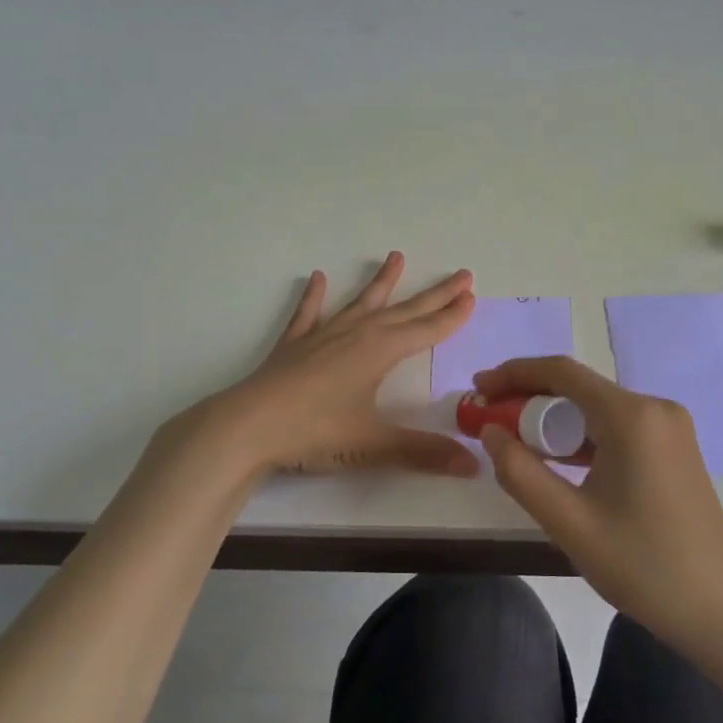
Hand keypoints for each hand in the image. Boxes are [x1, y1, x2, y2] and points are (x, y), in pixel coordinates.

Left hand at [189, 252, 480, 481]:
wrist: (247, 427)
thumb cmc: (315, 432)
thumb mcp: (373, 445)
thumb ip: (423, 452)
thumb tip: (474, 465)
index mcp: (380, 352)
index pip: (426, 330)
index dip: (451, 316)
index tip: (471, 296)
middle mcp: (357, 334)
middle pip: (404, 310)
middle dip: (435, 294)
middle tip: (461, 274)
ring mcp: (323, 336)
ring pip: (361, 303)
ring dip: (381, 282)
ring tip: (396, 256)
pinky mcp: (295, 345)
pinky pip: (309, 314)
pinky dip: (315, 297)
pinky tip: (318, 278)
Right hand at [476, 356, 722, 649]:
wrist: (721, 610)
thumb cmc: (643, 566)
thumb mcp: (569, 523)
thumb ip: (520, 473)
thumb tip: (490, 431)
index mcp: (632, 417)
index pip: (562, 372)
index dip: (514, 374)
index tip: (478, 388)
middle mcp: (655, 408)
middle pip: (579, 387)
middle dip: (529, 397)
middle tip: (489, 418)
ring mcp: (669, 427)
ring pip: (597, 407)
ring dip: (554, 418)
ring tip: (514, 438)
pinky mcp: (674, 447)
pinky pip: (617, 426)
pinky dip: (581, 435)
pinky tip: (557, 457)